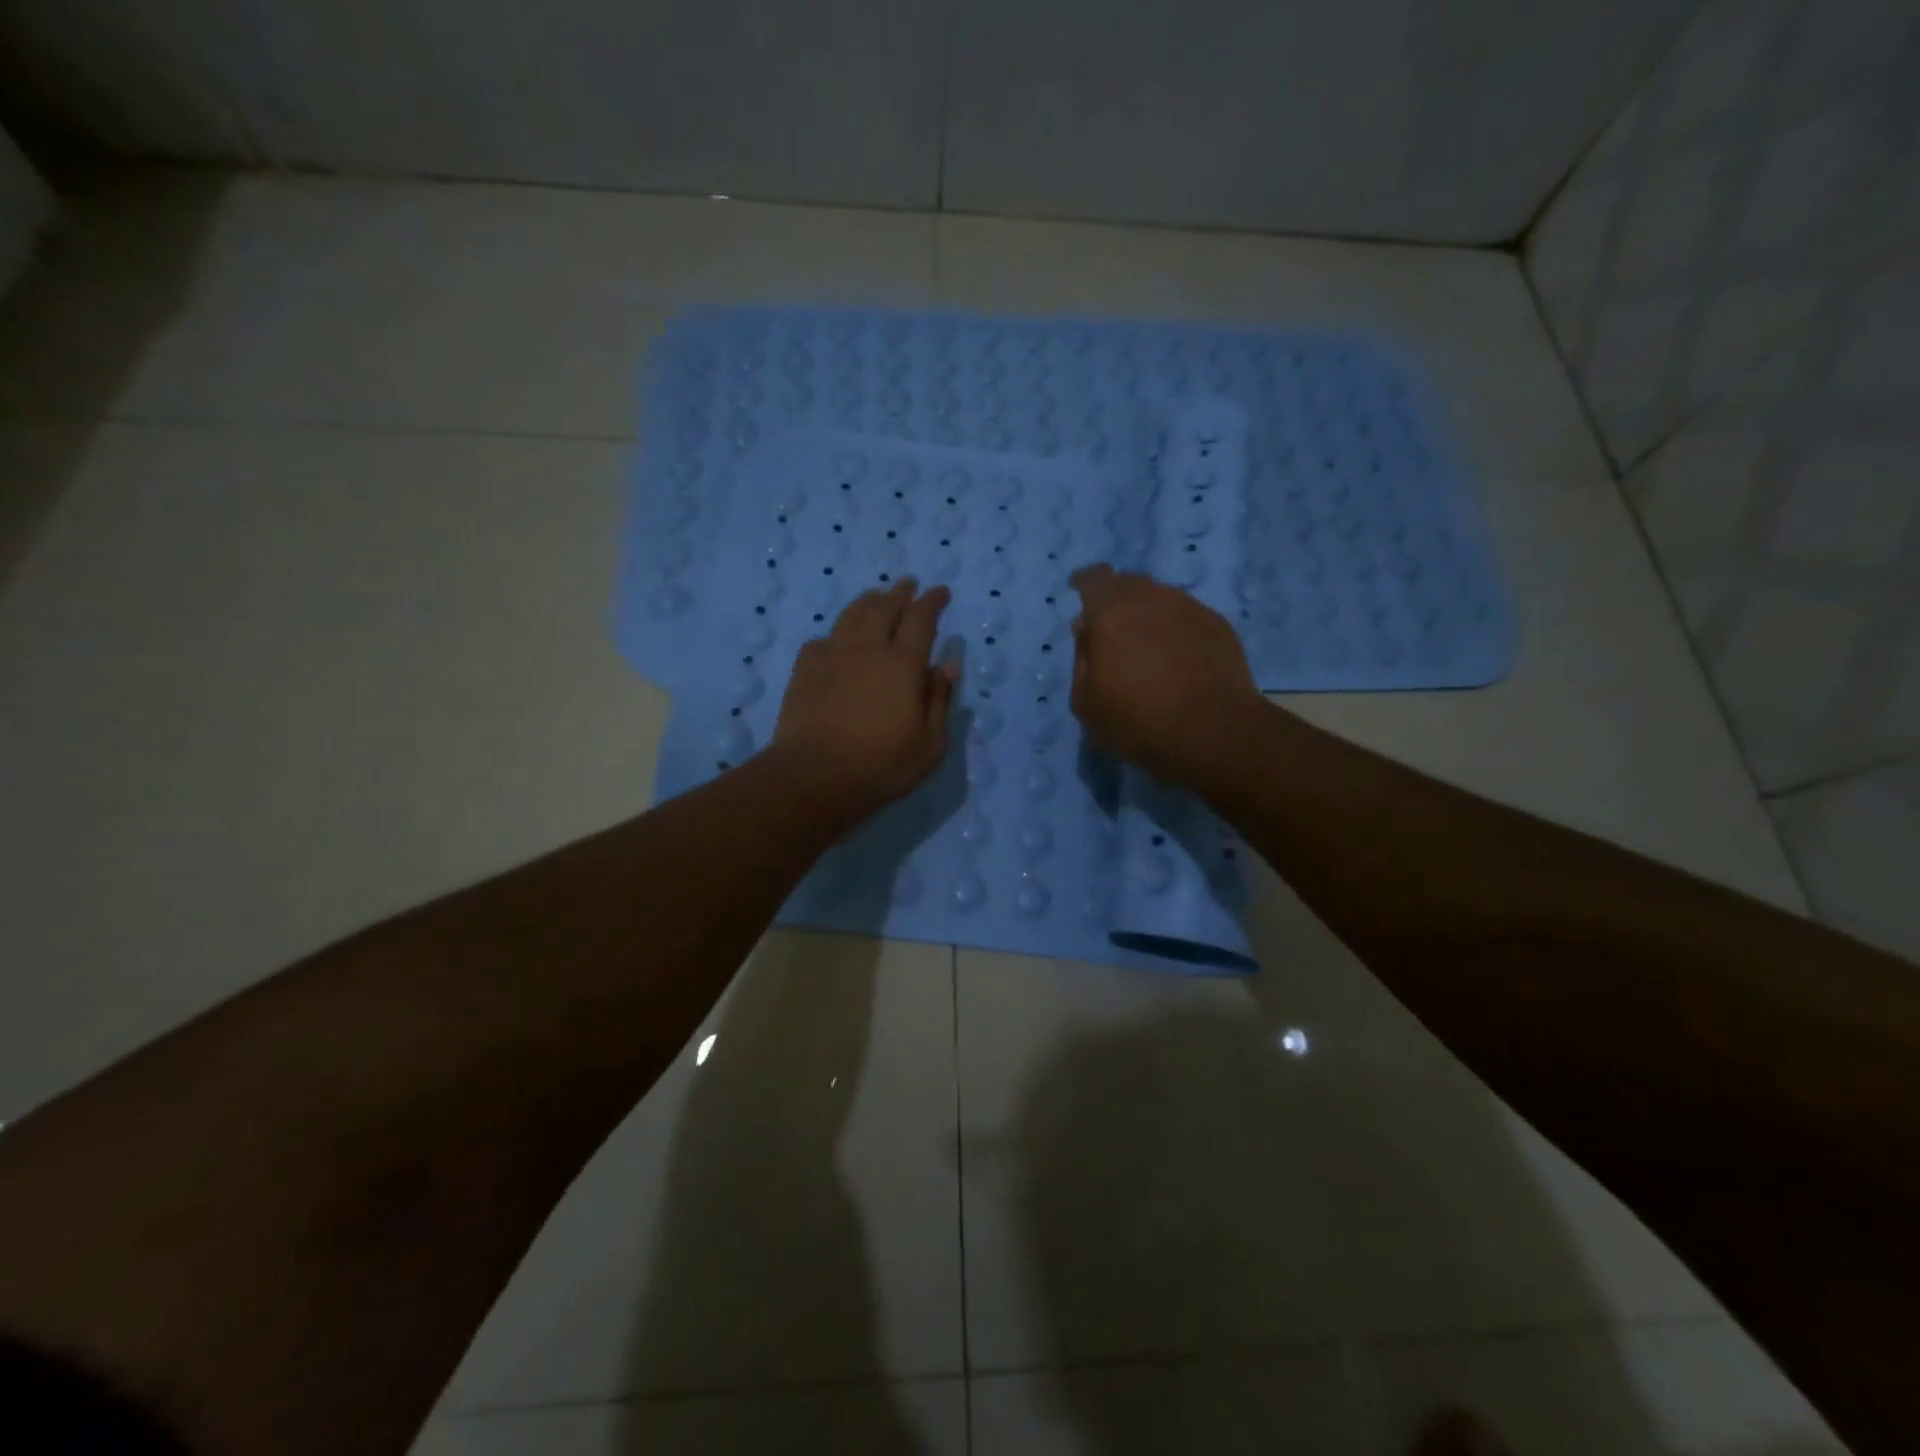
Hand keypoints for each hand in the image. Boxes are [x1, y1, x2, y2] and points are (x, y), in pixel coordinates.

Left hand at [770, 578, 957, 827]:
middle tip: (909, 584)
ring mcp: (832, 656)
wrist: (814, 776)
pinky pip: (821, 640)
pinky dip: (835, 634)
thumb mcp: (929, 744)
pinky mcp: (805, 670)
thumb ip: (939, 700)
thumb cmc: (881, 765)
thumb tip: (947, 664)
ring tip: (876, 596)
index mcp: (903, 664)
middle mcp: (868, 649)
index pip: (921, 619)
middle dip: (900, 592)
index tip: (940, 592)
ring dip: (868, 601)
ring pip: (851, 616)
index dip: (932, 601)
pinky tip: (836, 640)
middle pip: (884, 608)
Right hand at [1069, 564, 1261, 785]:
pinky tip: (1176, 656)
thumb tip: (1086, 630)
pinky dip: (1174, 628)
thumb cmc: (1138, 721)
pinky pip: (1186, 616)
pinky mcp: (1217, 625)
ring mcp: (1189, 608)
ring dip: (1147, 613)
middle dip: (1115, 598)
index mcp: (1111, 612)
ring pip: (1159, 597)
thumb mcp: (1086, 703)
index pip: (1094, 579)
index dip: (1085, 582)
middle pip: (1128, 583)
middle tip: (1111, 627)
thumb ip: (1081, 659)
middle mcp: (1151, 598)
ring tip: (1145, 643)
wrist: (1215, 732)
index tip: (1079, 590)